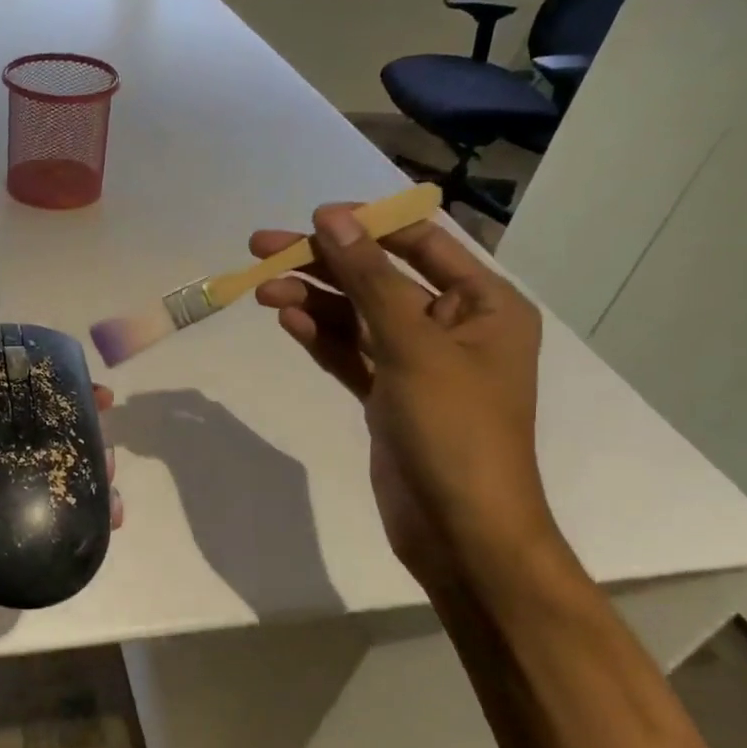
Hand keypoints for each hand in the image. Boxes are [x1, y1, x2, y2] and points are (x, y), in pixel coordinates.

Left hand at [0, 332, 119, 712]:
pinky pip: (52, 534)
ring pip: (45, 486)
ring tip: (112, 468)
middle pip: (26, 443)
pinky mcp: (9, 563)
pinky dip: (83, 522)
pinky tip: (111, 515)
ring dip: (82, 472)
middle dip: (67, 427)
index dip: (30, 386)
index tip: (70, 376)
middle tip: (106, 421)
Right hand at [249, 206, 557, 595]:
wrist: (460, 529)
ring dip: (313, 301)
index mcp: (484, 305)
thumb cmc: (454, 429)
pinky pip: (350, 355)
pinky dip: (321, 337)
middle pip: (379, 280)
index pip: (422, 244)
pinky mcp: (388, 397)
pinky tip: (288, 320)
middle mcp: (453, 328)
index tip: (311, 218)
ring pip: (357, 318)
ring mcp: (417, 365)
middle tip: (262, 249)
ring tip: (262, 290)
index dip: (366, 226)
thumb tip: (331, 219)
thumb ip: (369, 279)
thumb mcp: (413, 344)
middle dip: (324, 264)